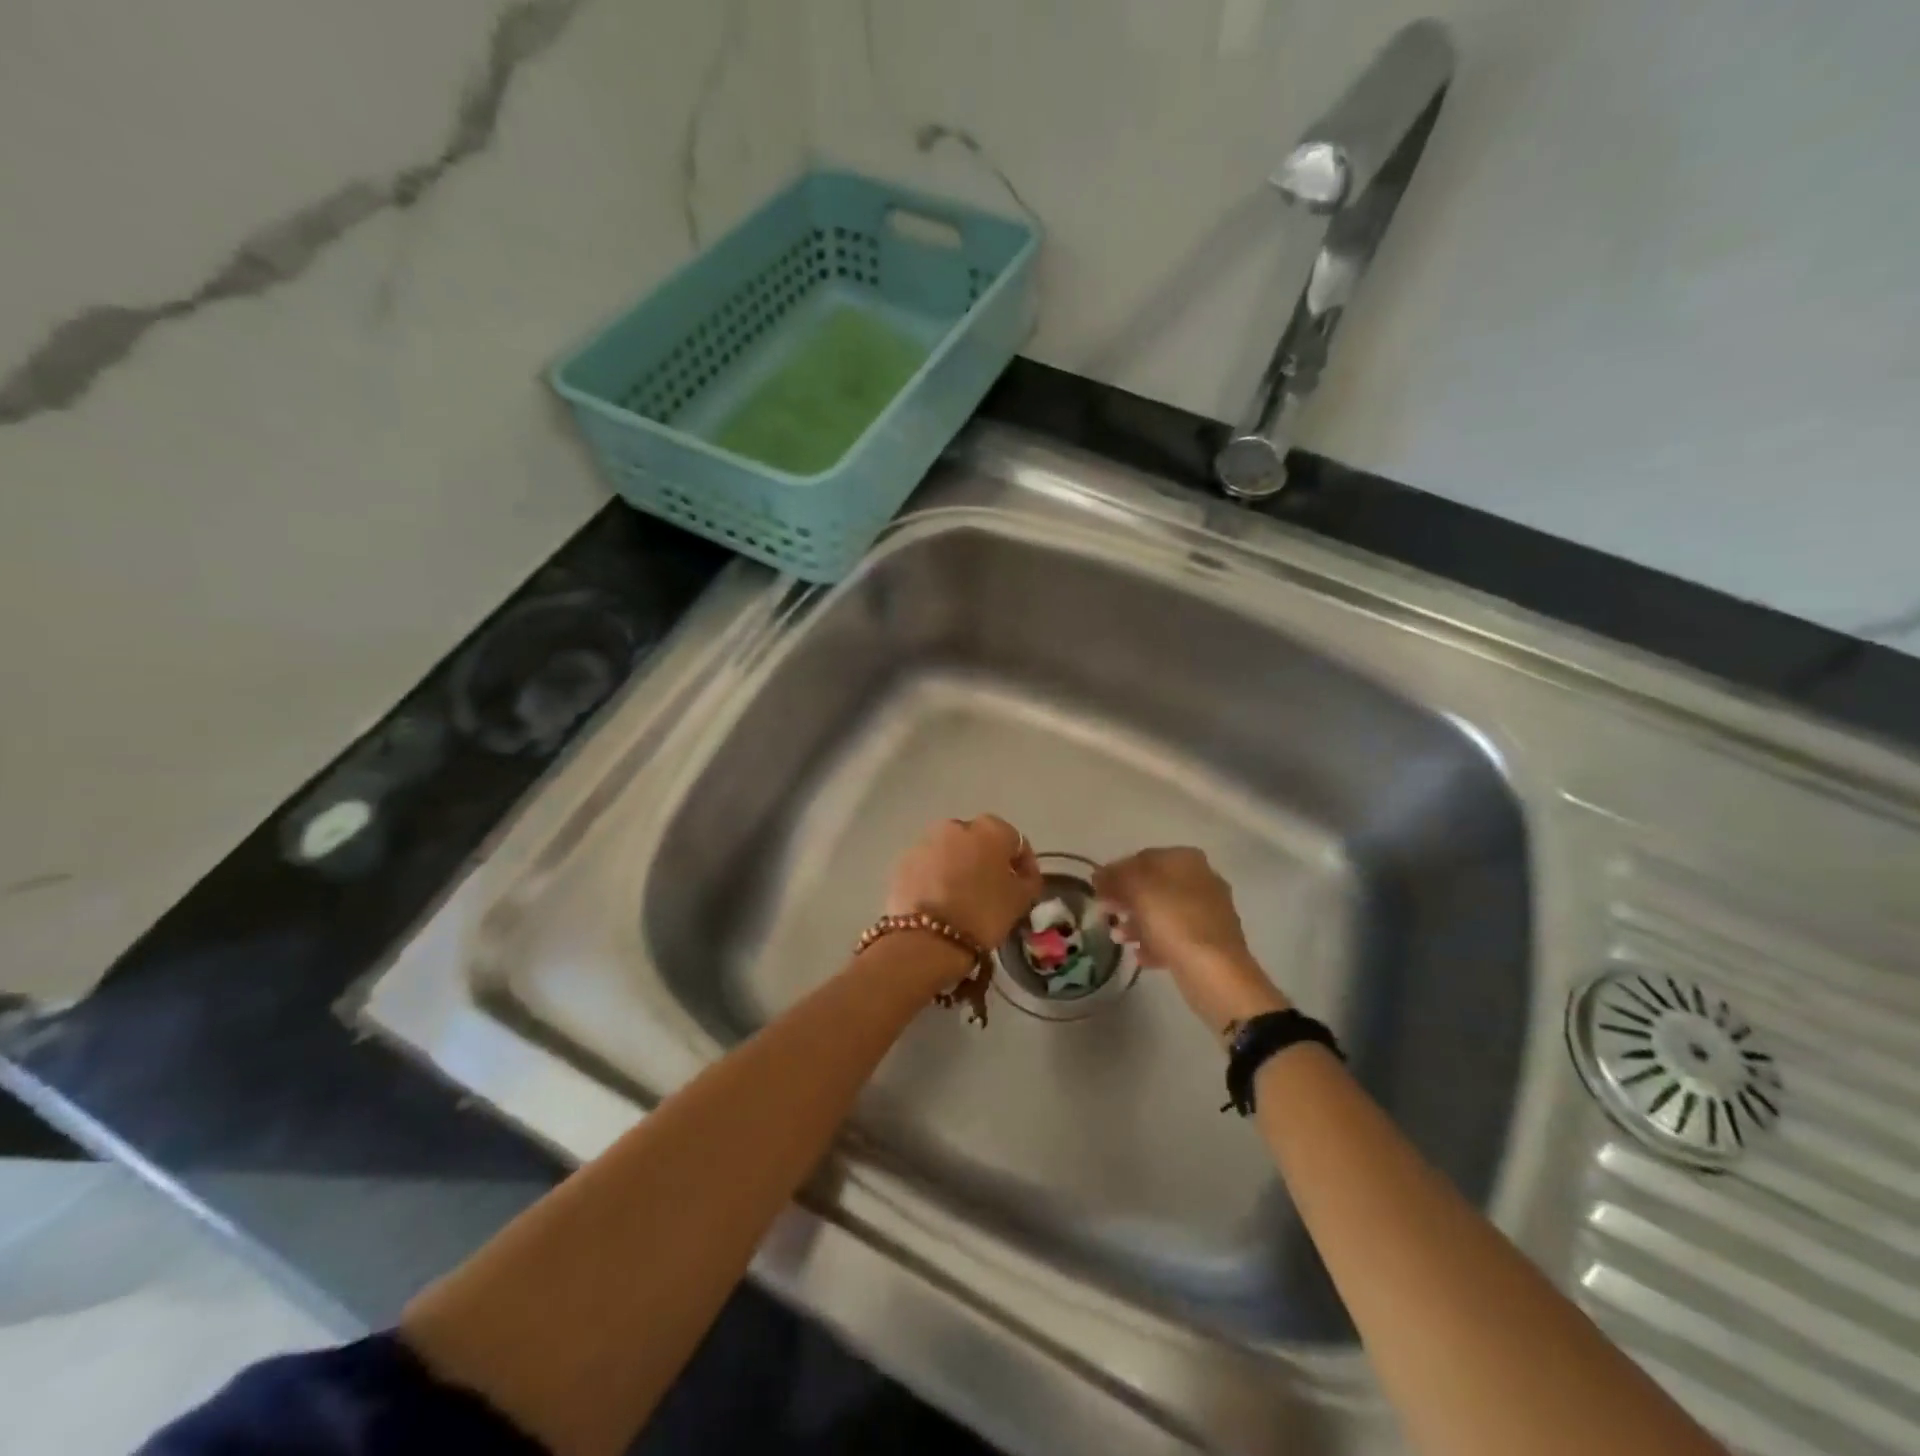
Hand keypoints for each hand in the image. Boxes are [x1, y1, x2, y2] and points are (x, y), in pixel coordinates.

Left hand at [887, 815, 1043, 953]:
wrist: (927, 938)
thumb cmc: (983, 913)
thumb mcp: (1020, 900)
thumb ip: (1028, 880)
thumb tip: (1023, 874)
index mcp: (990, 829)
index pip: (1015, 841)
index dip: (1023, 864)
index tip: (1024, 886)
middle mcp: (956, 826)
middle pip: (979, 842)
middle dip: (987, 861)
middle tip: (991, 890)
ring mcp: (926, 841)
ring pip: (951, 852)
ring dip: (959, 867)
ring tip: (962, 897)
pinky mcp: (904, 860)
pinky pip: (928, 865)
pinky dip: (936, 877)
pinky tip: (939, 901)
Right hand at [1093, 847, 1290, 1038]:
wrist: (1216, 973)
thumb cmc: (1174, 921)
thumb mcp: (1136, 889)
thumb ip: (1114, 877)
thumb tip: (1100, 875)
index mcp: (1186, 860)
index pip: (1143, 857)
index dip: (1116, 871)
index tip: (1097, 890)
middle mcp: (1201, 879)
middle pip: (1153, 885)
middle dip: (1126, 899)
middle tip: (1105, 913)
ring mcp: (1208, 912)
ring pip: (1162, 911)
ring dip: (1137, 922)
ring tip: (1118, 938)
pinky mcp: (1209, 942)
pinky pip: (1174, 936)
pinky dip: (1155, 942)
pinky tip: (1139, 955)